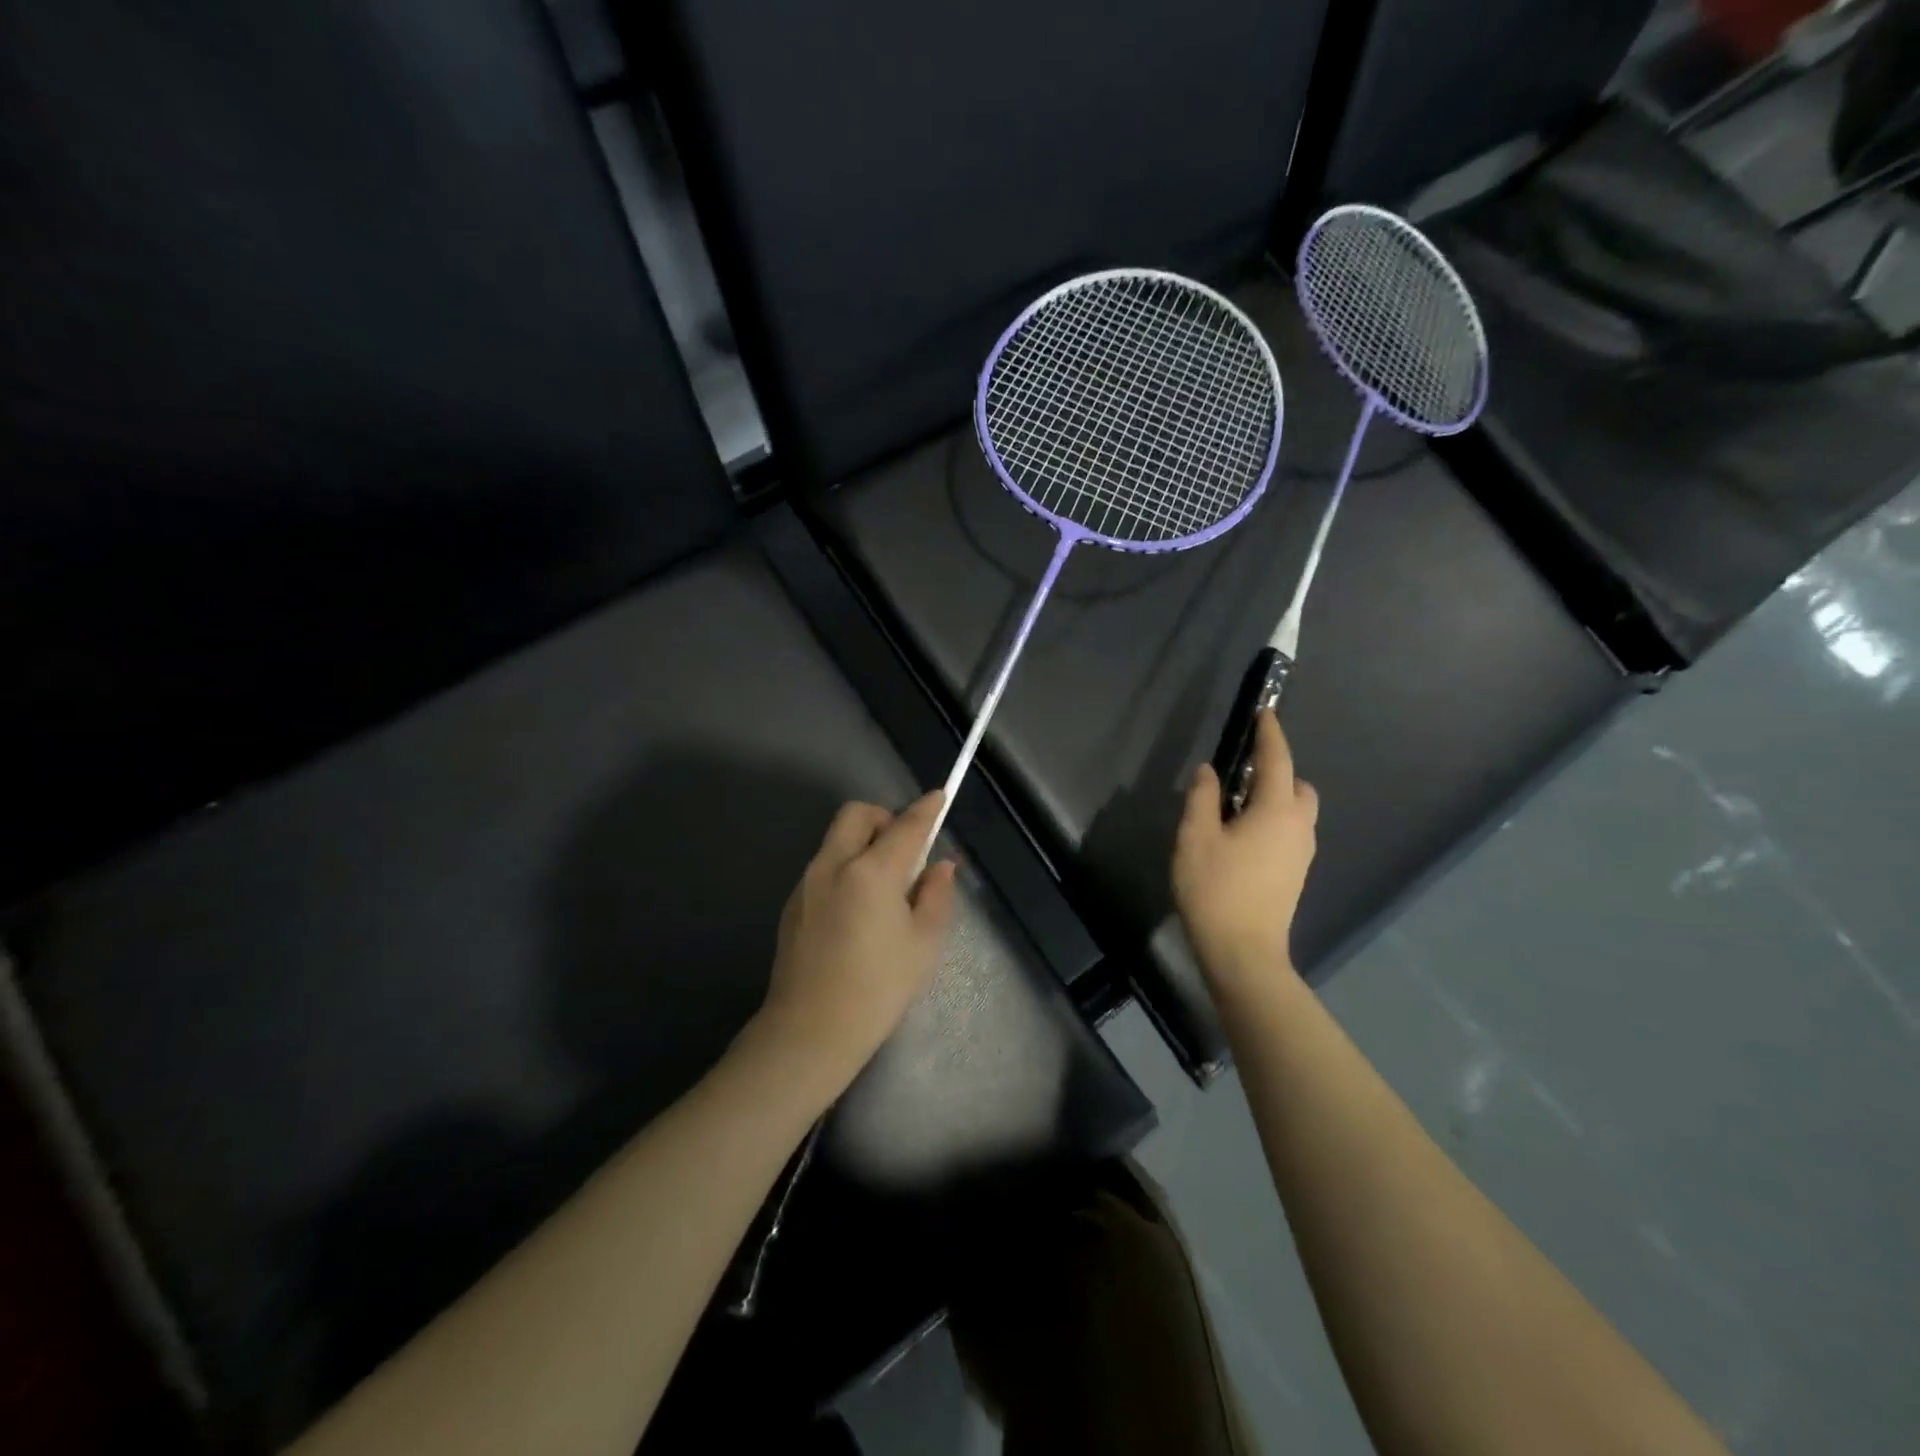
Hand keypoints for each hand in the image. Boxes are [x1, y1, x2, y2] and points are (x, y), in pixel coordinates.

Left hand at [752, 792, 958, 1096]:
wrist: (810, 1031)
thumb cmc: (878, 989)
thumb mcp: (923, 944)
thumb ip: (935, 895)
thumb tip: (940, 867)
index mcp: (870, 872)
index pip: (906, 827)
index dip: (926, 810)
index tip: (939, 797)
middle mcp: (833, 865)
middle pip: (857, 814)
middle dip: (884, 818)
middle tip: (904, 850)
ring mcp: (807, 883)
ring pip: (836, 839)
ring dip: (862, 843)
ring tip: (884, 886)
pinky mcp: (793, 904)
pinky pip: (824, 866)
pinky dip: (845, 868)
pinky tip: (857, 910)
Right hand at [1172, 710, 1318, 997]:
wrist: (1243, 952)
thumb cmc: (1215, 890)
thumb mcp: (1195, 837)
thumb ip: (1203, 798)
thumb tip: (1210, 772)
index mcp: (1276, 810)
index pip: (1277, 760)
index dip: (1269, 733)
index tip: (1264, 712)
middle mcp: (1298, 826)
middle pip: (1298, 785)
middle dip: (1277, 769)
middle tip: (1240, 771)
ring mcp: (1302, 853)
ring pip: (1298, 810)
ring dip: (1275, 797)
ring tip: (1236, 806)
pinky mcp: (1296, 873)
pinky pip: (1291, 831)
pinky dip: (1274, 820)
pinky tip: (1243, 836)